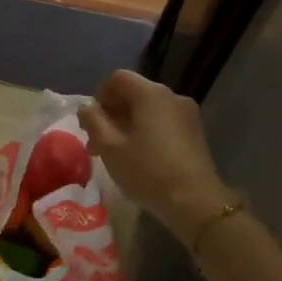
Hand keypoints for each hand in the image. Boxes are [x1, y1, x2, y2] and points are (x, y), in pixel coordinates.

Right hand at [78, 69, 232, 240]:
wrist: (195, 202)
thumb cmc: (147, 171)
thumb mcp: (110, 148)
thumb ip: (93, 122)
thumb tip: (86, 107)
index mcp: (151, 94)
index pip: (118, 78)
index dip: (99, 96)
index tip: (91, 123)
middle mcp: (172, 96)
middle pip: (135, 92)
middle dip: (112, 113)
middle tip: (98, 142)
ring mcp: (187, 114)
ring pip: (149, 109)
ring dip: (128, 124)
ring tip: (116, 153)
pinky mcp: (195, 132)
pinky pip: (164, 122)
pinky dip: (147, 131)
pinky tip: (140, 157)